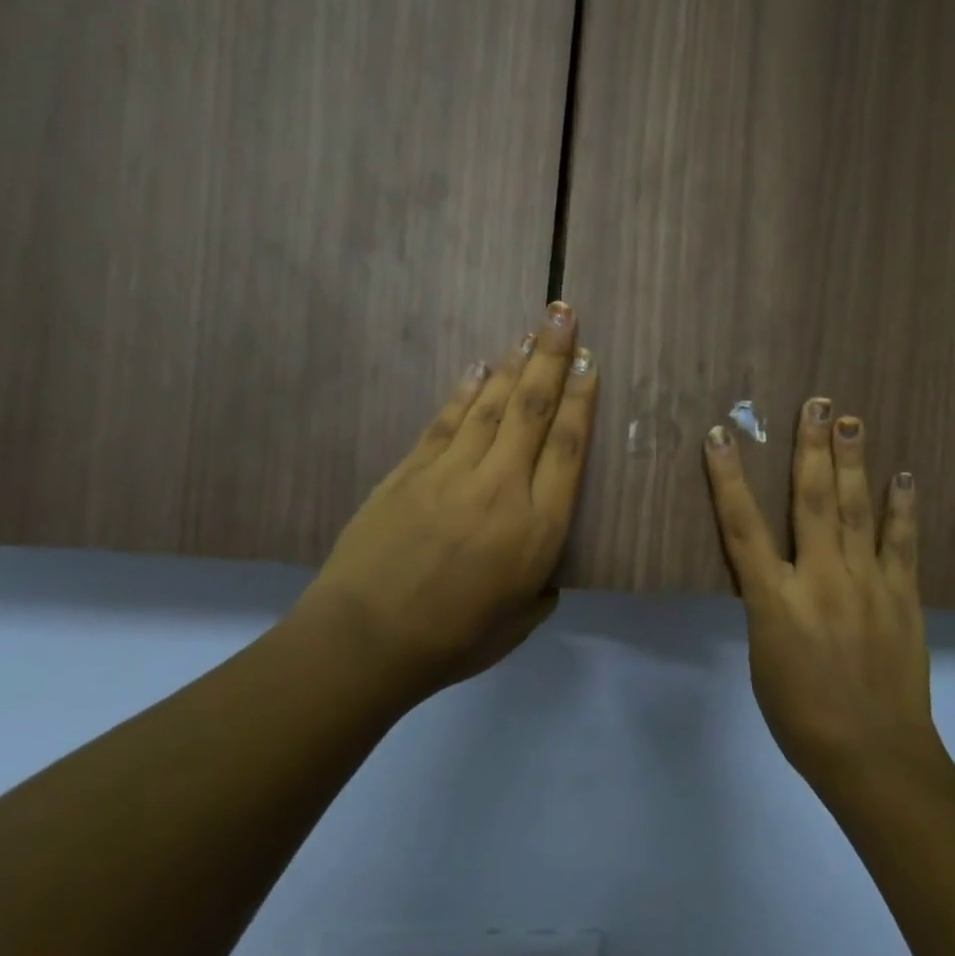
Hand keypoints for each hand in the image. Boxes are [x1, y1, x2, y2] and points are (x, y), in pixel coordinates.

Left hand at [292, 301, 597, 711]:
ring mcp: (451, 474)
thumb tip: (542, 566)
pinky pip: (446, 421)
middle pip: (532, 410)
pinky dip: (465, 392)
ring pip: (490, 406)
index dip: (581, 399)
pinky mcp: (410, 471)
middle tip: (563, 314)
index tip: (590, 362)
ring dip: (513, 365)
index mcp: (537, 528)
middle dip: (552, 358)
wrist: (364, 641)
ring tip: (530, 331)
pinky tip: (479, 368)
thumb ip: (542, 587)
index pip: (567, 448)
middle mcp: (500, 488)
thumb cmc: (454, 640)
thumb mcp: (522, 622)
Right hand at [703, 398, 941, 787]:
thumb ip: (770, 607)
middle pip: (812, 500)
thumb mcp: (764, 658)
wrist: (872, 755)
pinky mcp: (902, 596)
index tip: (722, 434)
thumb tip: (778, 577)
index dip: (728, 477)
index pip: (742, 527)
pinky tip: (905, 476)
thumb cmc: (801, 717)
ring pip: (858, 509)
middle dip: (810, 448)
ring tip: (851, 420)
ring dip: (853, 461)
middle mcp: (819, 579)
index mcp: (774, 600)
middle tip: (816, 403)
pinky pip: (903, 543)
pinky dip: (903, 508)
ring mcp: (866, 583)